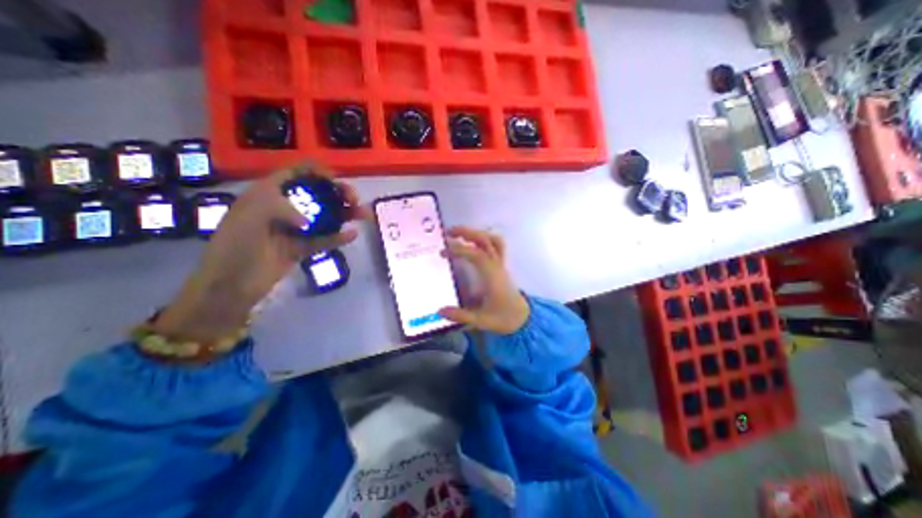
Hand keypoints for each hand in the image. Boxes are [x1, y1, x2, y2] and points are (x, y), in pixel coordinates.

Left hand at [151, 165, 367, 342]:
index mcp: (269, 193)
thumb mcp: (250, 215)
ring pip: (326, 217)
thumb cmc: (235, 245)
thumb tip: (307, 221)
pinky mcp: (303, 248)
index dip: (317, 172)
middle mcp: (285, 208)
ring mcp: (296, 229)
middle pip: (317, 194)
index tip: (335, 179)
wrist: (231, 285)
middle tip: (354, 200)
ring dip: (346, 214)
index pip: (296, 174)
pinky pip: (325, 240)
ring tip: (364, 214)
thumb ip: (280, 207)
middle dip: (338, 193)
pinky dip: (339, 237)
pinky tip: (353, 234)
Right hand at [439, 226, 532, 334]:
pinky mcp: (501, 266)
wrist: (523, 318)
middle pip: (485, 240)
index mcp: (492, 276)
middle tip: (448, 233)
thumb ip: (461, 316)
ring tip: (459, 234)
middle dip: (466, 232)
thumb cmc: (503, 318)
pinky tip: (473, 243)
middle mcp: (497, 266)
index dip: (459, 250)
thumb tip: (440, 311)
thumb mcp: (481, 321)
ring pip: (492, 240)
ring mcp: (500, 264)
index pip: (475, 255)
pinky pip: (496, 245)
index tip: (442, 252)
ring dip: (475, 233)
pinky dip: (484, 239)